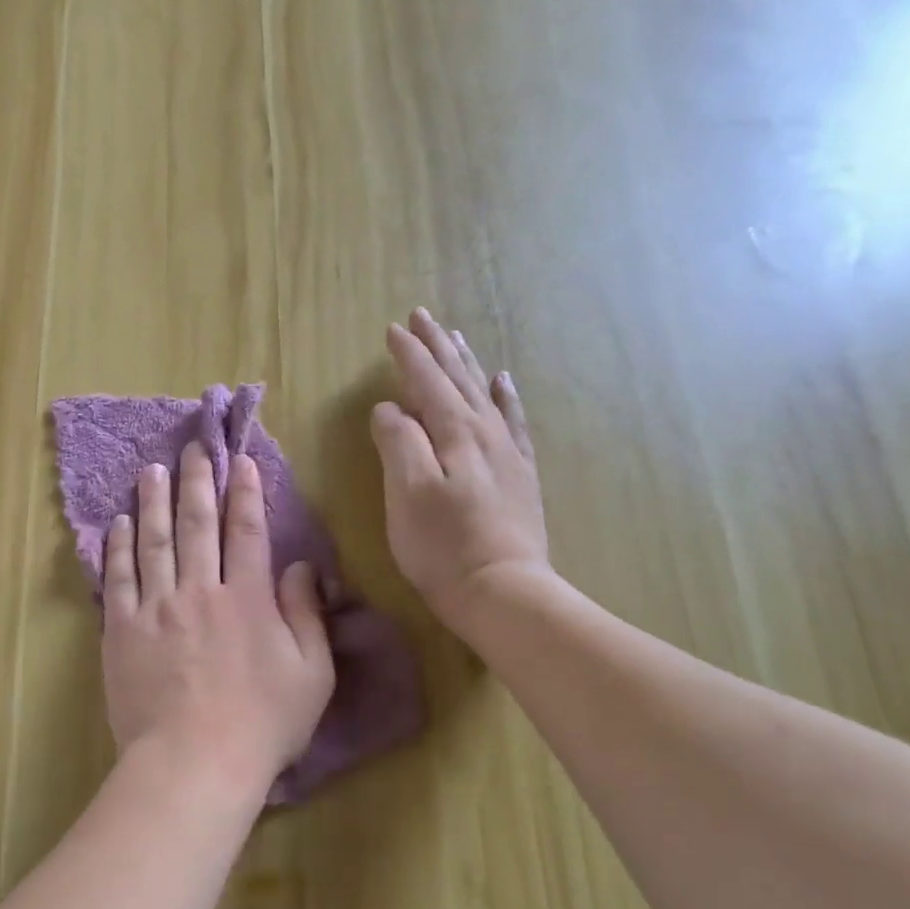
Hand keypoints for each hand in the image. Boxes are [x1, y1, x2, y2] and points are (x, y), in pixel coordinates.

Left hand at [102, 442, 334, 792]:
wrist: (194, 762)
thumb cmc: (262, 724)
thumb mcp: (311, 673)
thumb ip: (306, 614)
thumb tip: (301, 567)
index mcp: (248, 598)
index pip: (247, 531)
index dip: (245, 492)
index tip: (240, 461)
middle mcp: (200, 590)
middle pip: (197, 524)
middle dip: (197, 481)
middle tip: (193, 448)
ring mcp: (156, 608)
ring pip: (154, 541)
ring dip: (154, 501)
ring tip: (152, 469)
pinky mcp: (122, 631)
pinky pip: (119, 578)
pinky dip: (119, 547)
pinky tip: (120, 523)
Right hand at [371, 307, 557, 628]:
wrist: (502, 591)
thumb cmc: (443, 546)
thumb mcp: (407, 493)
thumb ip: (398, 442)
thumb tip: (390, 409)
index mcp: (454, 433)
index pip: (427, 382)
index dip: (408, 355)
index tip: (392, 329)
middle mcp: (485, 432)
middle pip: (458, 378)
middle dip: (437, 347)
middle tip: (423, 316)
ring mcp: (507, 453)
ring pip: (483, 393)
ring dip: (466, 363)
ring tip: (455, 337)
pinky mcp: (519, 476)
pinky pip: (512, 421)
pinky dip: (504, 397)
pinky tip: (502, 383)